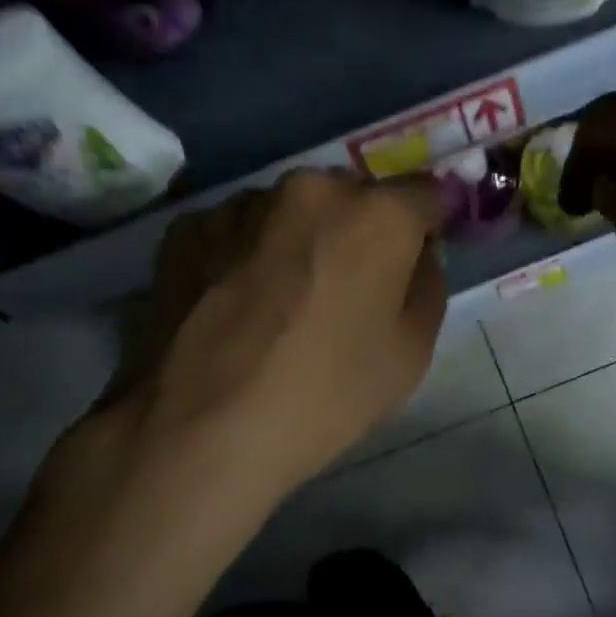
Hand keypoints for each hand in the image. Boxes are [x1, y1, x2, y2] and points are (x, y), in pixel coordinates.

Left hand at [111, 169, 447, 498]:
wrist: (201, 429)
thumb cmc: (327, 393)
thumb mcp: (413, 353)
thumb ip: (428, 285)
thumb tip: (415, 255)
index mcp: (377, 214)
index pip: (424, 194)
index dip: (425, 228)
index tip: (413, 264)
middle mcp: (310, 188)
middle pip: (353, 198)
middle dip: (359, 232)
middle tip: (346, 290)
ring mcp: (242, 203)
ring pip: (291, 212)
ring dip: (299, 240)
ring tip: (282, 302)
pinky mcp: (187, 228)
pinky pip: (239, 230)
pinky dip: (247, 253)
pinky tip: (237, 305)